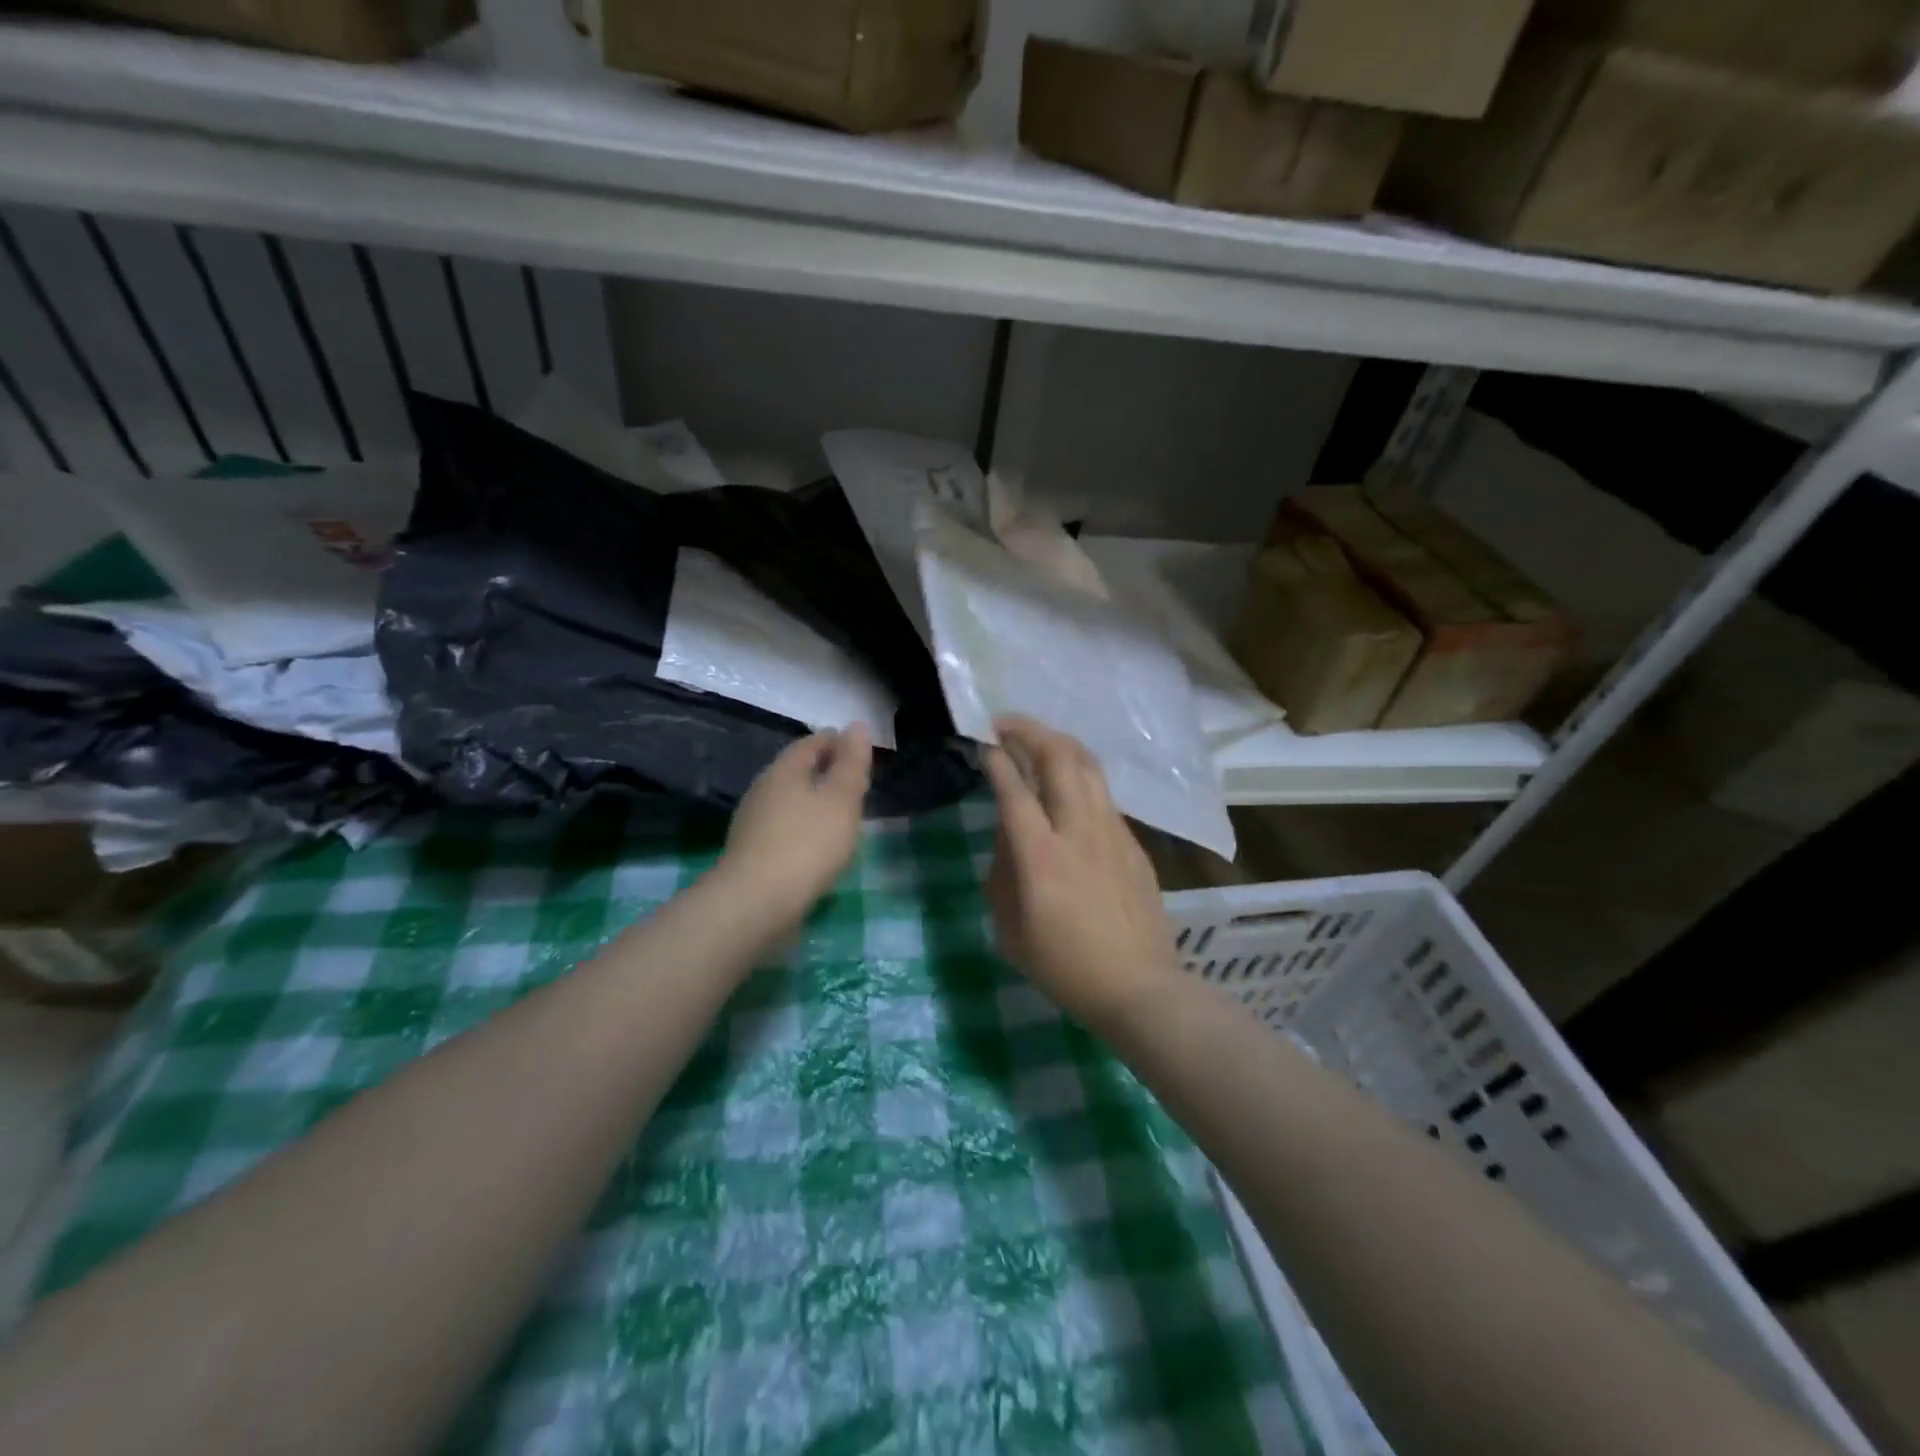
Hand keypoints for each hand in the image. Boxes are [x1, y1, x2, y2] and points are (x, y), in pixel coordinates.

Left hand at [721, 725, 873, 929]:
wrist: (756, 904)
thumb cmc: (807, 843)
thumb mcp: (842, 799)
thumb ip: (852, 763)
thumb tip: (856, 725)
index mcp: (784, 770)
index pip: (812, 743)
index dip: (837, 741)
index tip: (859, 749)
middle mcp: (763, 789)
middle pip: (797, 770)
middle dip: (824, 771)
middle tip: (854, 780)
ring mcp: (753, 822)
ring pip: (789, 800)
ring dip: (813, 801)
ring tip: (840, 813)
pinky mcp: (751, 853)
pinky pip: (783, 828)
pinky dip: (803, 827)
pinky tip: (817, 845)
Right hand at [983, 715, 1176, 1027]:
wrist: (1138, 987)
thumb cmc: (1064, 967)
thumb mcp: (1010, 930)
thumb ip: (1002, 874)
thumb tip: (1007, 835)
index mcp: (1041, 856)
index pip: (1015, 788)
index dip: (997, 758)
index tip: (983, 742)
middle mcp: (1078, 831)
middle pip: (1059, 758)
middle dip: (1029, 730)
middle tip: (1006, 724)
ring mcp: (1113, 832)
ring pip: (1088, 766)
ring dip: (1058, 743)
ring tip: (1037, 739)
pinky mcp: (1134, 842)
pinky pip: (1103, 795)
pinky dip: (1080, 776)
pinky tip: (1068, 788)